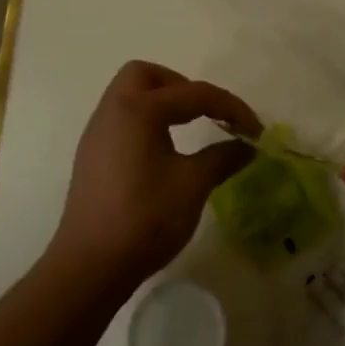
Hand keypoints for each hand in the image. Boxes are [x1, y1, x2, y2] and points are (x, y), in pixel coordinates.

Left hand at [49, 61, 261, 293]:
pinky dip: (147, 123)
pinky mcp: (92, 158)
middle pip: (146, 76)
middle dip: (181, 85)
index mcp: (139, 110)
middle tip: (205, 112)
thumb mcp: (193, 184)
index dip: (230, 107)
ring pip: (130, 97)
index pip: (194, 93)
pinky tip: (164, 152)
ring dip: (162, 103)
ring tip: (189, 129)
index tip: (255, 130)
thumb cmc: (144, 218)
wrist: (89, 269)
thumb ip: (223, 157)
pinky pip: (122, 120)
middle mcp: (113, 112)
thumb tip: (247, 146)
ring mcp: (97, 135)